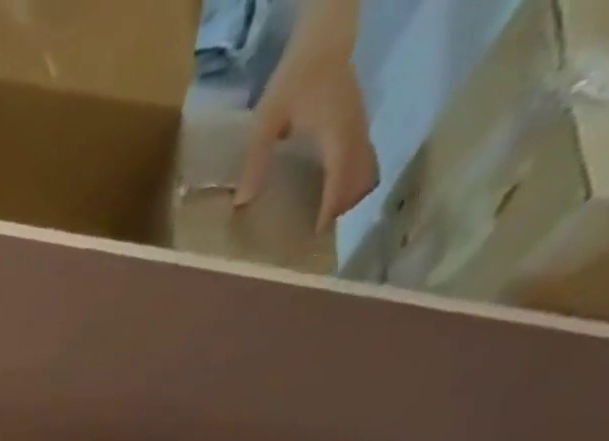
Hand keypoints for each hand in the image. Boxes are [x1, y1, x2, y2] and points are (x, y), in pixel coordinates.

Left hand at [236, 31, 377, 228]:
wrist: (323, 39)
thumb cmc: (293, 78)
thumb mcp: (266, 121)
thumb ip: (255, 161)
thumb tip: (242, 202)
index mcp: (336, 134)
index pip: (340, 178)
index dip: (330, 208)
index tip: (316, 233)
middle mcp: (355, 132)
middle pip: (361, 179)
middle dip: (342, 208)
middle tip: (314, 232)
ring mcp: (360, 127)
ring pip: (366, 170)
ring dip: (348, 196)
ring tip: (321, 218)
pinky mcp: (358, 124)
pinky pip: (362, 159)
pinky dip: (350, 181)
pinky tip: (326, 193)